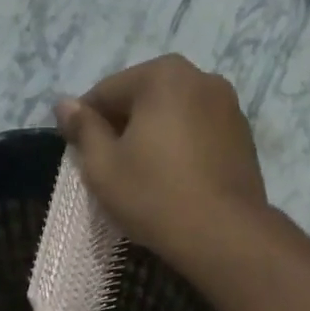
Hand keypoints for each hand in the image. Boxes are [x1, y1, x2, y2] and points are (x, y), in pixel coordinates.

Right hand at [56, 54, 267, 269]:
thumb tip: (65, 104)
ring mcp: (229, 107)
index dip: (86, 123)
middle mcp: (201, 78)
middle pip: (144, 99)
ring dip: (155, 138)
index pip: (107, 92)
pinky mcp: (244, 138)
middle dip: (124, 128)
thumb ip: (83, 129)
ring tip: (145, 178)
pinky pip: (199, 135)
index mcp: (163, 75)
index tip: (79, 154)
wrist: (224, 235)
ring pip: (175, 117)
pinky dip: (182, 150)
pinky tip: (175, 182)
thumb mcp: (103, 167)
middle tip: (112, 170)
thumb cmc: (155, 197)